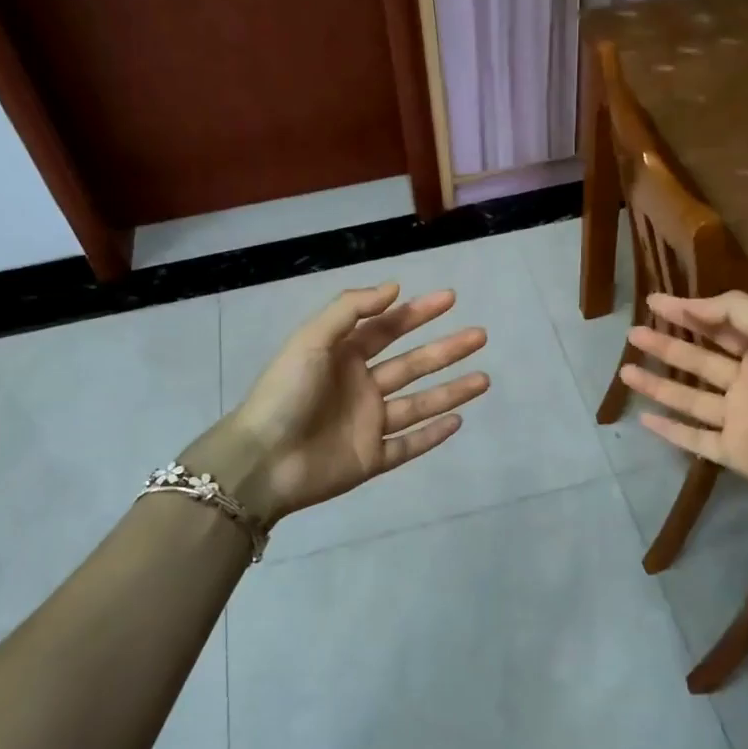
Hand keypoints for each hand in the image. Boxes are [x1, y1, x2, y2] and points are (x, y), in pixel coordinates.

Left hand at [206, 283, 487, 523]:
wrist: (263, 460)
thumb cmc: (285, 393)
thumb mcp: (312, 340)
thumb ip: (350, 310)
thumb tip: (393, 288)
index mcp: (343, 357)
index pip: (388, 329)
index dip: (418, 312)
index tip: (450, 298)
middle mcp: (361, 387)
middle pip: (412, 365)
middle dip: (446, 349)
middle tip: (480, 335)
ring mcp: (368, 424)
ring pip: (419, 404)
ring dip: (451, 391)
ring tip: (484, 379)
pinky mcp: (371, 459)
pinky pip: (409, 444)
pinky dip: (433, 435)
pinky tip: (458, 421)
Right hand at [621, 291, 747, 494]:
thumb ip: (731, 310)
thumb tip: (688, 304)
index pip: (718, 328)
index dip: (687, 313)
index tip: (653, 302)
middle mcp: (747, 384)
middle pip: (698, 362)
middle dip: (665, 346)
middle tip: (632, 334)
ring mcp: (738, 420)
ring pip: (689, 399)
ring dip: (657, 384)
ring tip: (624, 371)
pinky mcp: (732, 452)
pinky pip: (694, 439)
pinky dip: (669, 430)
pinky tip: (643, 417)